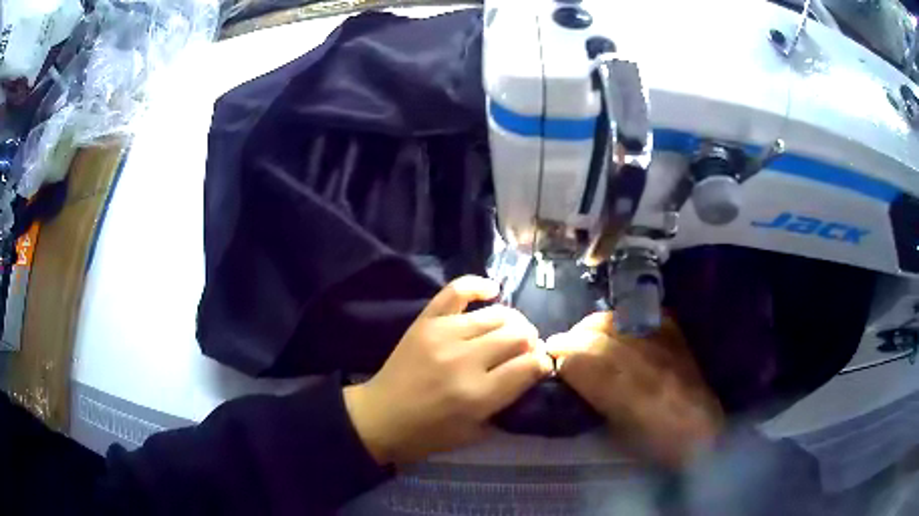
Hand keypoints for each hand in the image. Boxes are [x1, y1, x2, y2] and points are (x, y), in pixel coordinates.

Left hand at [344, 276, 551, 464]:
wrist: (380, 417)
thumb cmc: (429, 434)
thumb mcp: (476, 432)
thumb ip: (508, 402)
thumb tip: (531, 372)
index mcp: (479, 395)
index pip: (529, 366)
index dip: (543, 363)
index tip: (541, 366)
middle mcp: (465, 360)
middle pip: (518, 335)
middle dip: (531, 343)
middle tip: (525, 352)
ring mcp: (444, 335)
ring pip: (497, 314)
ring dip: (513, 322)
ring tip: (510, 333)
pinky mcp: (426, 321)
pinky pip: (456, 291)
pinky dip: (478, 286)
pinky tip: (492, 290)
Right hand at [545, 312, 723, 468]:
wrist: (700, 432)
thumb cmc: (654, 445)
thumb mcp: (617, 433)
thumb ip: (592, 400)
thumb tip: (569, 375)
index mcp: (631, 397)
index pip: (584, 361)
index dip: (560, 356)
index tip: (548, 358)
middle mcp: (649, 364)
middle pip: (597, 336)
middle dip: (571, 339)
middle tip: (560, 347)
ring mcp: (665, 344)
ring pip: (616, 320)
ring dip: (592, 326)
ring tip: (583, 336)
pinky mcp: (675, 333)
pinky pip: (640, 315)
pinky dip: (621, 318)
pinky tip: (613, 328)